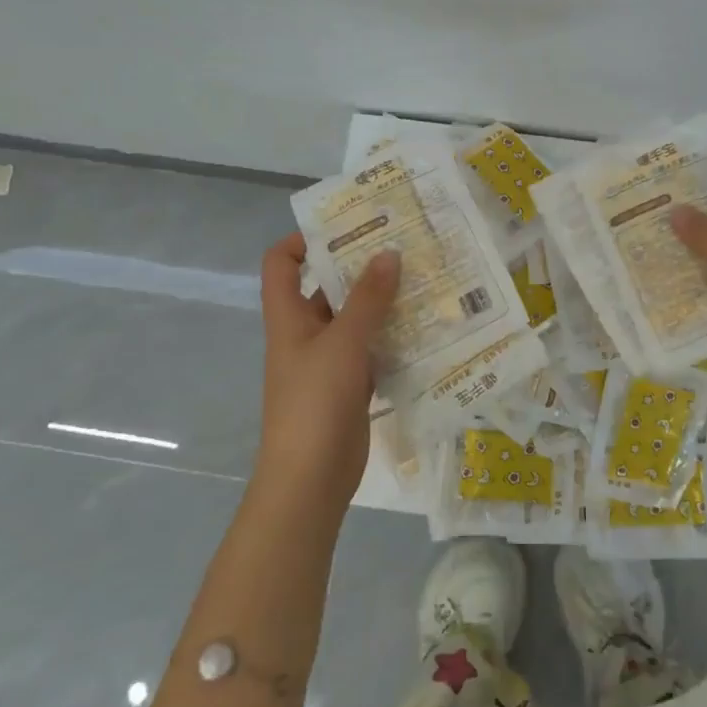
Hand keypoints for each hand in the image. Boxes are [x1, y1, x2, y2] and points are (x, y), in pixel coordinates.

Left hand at [256, 235, 399, 513]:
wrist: (310, 480)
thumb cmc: (315, 402)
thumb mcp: (343, 343)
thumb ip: (367, 298)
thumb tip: (388, 252)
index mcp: (288, 317)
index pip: (281, 263)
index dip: (303, 239)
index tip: (345, 226)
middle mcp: (305, 332)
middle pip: (326, 286)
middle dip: (360, 265)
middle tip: (402, 244)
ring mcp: (328, 360)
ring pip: (354, 318)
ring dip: (382, 300)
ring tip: (422, 277)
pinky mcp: (350, 384)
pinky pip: (371, 348)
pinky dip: (392, 335)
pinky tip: (426, 325)